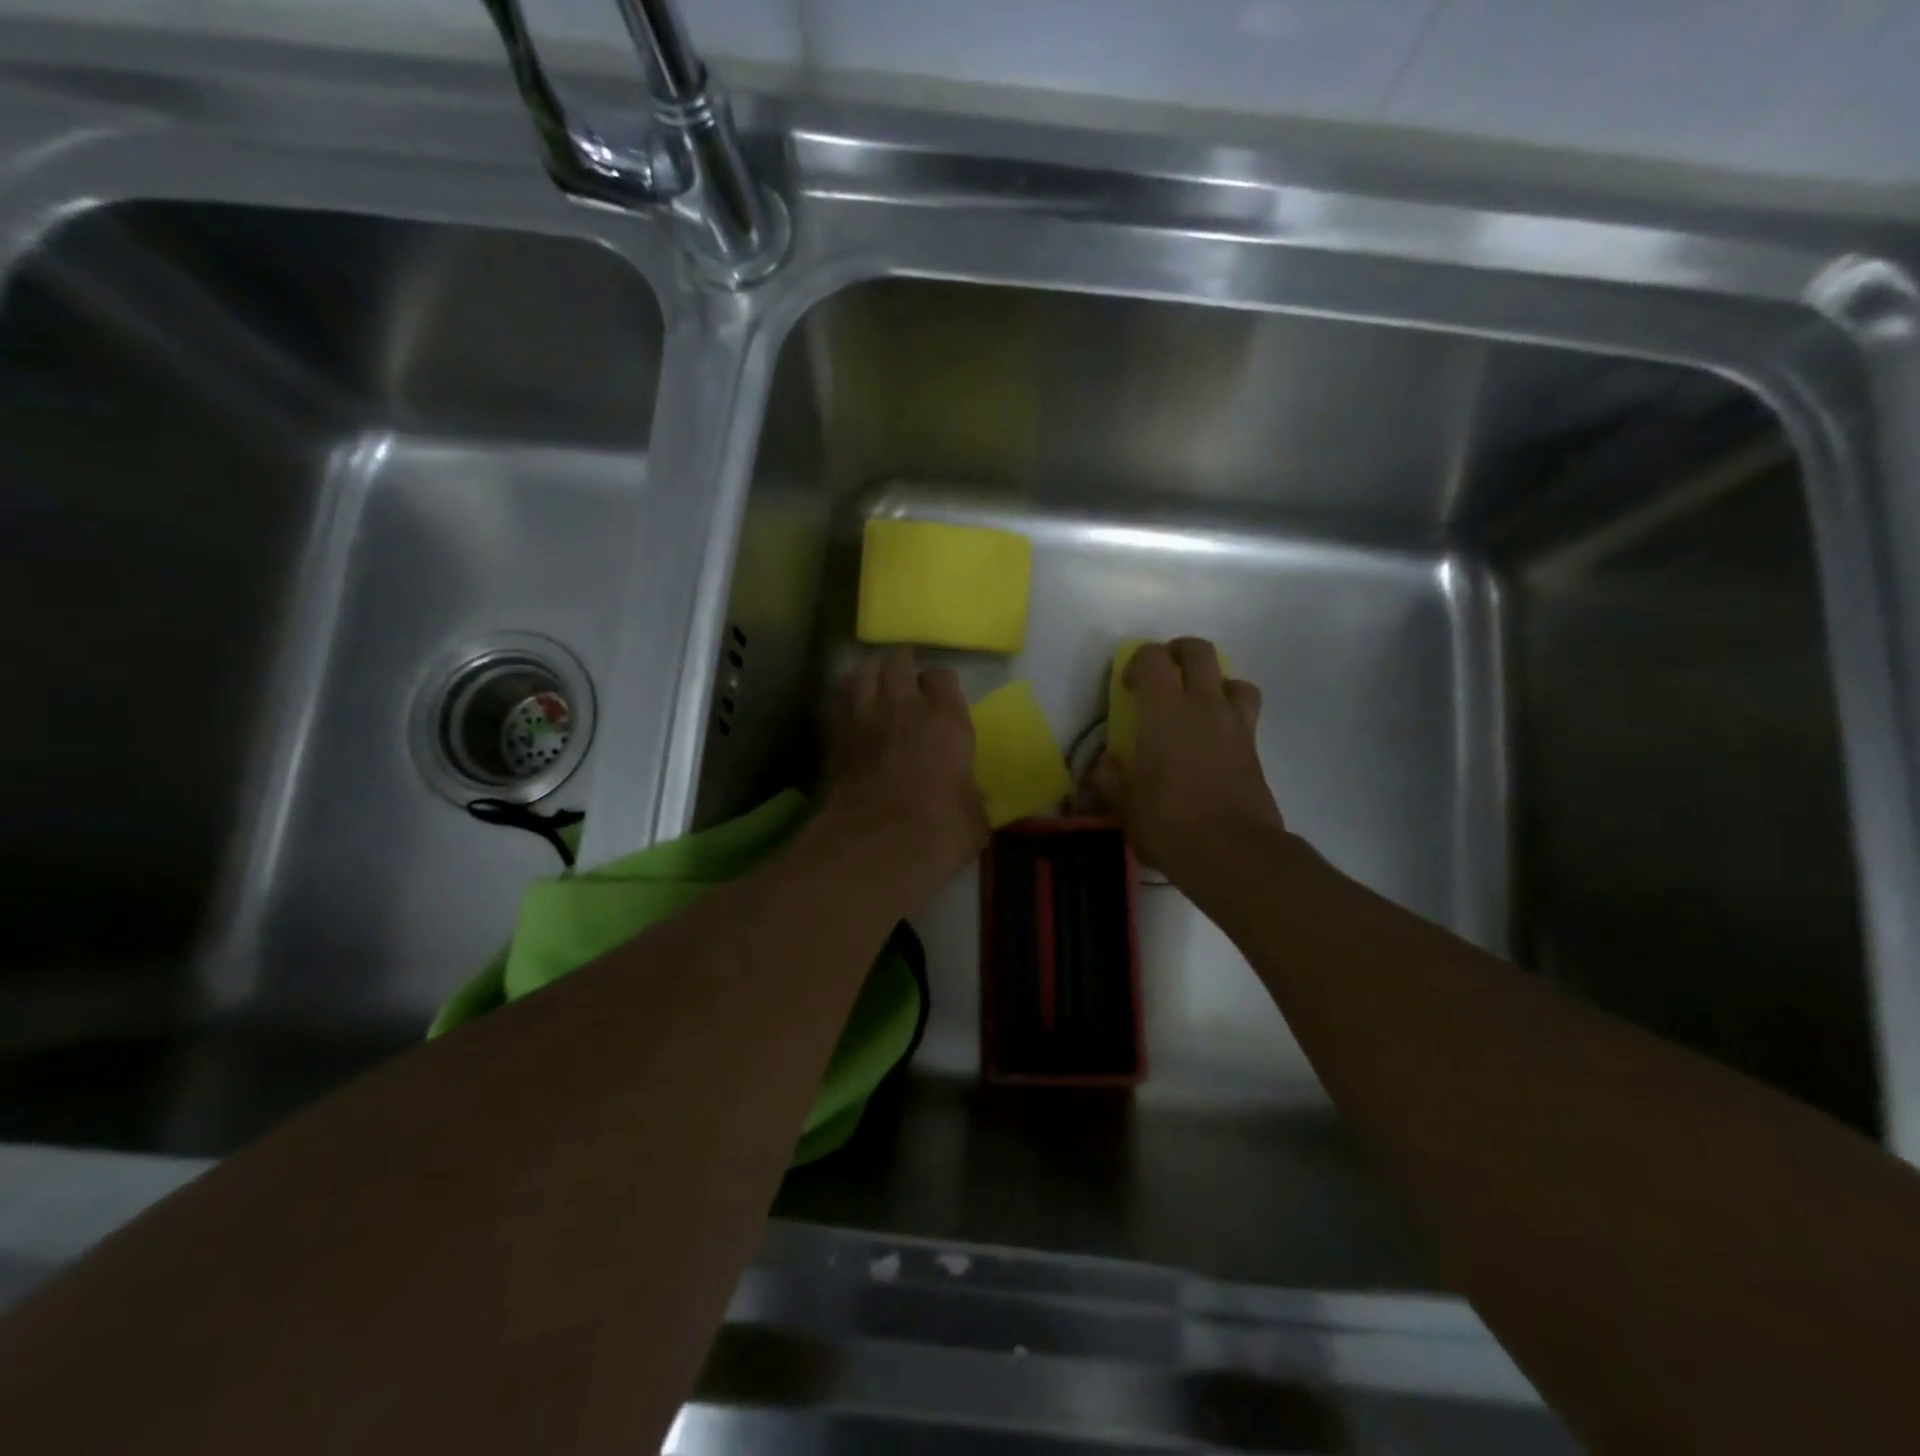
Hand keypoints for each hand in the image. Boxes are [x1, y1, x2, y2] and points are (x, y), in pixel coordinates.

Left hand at [820, 647, 987, 891]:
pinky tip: (850, 711)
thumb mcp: (973, 821)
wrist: (874, 847)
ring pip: (863, 670)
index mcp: (947, 721)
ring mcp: (865, 717)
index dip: (939, 684)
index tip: (939, 699)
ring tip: (873, 685)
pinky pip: (839, 699)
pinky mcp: (833, 735)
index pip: (943, 676)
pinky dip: (845, 698)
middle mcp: (905, 707)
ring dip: (870, 673)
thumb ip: (974, 801)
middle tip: (904, 682)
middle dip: (901, 666)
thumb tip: (976, 800)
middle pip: (899, 660)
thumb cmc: (938, 833)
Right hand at [1091, 637, 1283, 879]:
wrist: (1233, 853)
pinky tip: (1214, 740)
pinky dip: (1230, 713)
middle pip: (1198, 651)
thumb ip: (1108, 777)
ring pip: (1233, 678)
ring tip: (1197, 706)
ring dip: (1214, 682)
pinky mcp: (1255, 747)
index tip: (1127, 687)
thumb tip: (1104, 764)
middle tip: (1163, 676)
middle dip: (1178, 653)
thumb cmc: (1169, 824)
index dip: (1137, 662)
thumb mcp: (1124, 804)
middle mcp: (1203, 706)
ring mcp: (1236, 724)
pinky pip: (1245, 712)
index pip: (1153, 658)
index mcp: (1164, 712)